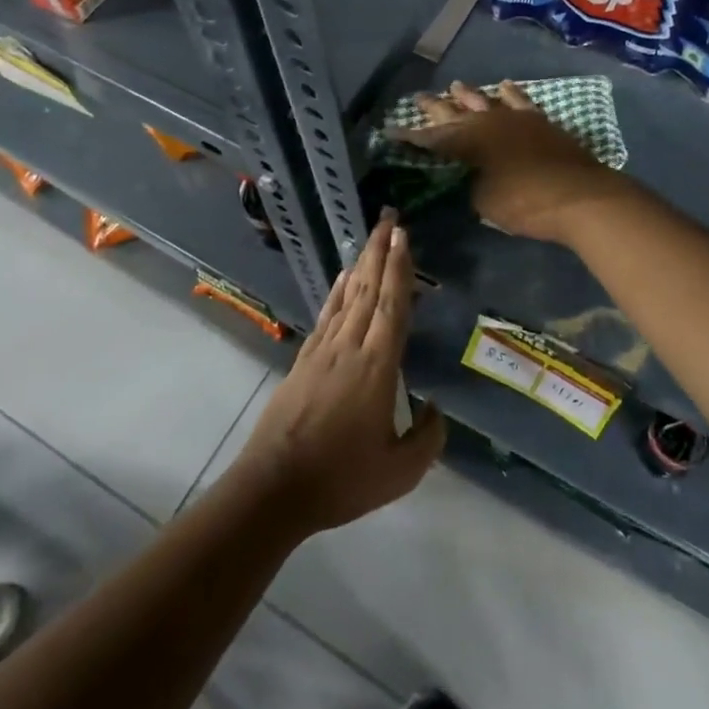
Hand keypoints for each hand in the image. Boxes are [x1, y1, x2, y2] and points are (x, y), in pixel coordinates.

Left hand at [234, 212, 444, 534]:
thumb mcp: (399, 472)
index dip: (400, 269)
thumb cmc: (341, 480)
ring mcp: (323, 352)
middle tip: (390, 220)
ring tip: (372, 239)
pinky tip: (343, 279)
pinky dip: (338, 292)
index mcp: (377, 367)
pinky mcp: (304, 362)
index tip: (404, 236)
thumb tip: (435, 409)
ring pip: (348, 298)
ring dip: (362, 265)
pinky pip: (327, 316)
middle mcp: (350, 348)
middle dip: (381, 252)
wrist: (274, 488)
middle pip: (369, 290)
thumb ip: (427, 439)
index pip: (393, 306)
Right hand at [391, 81, 632, 244]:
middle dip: (434, 107)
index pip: (431, 139)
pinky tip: (503, 86)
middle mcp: (487, 122)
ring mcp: (515, 118)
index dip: (410, 138)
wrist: (580, 196)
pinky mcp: (539, 121)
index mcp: (467, 143)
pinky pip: (520, 100)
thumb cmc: (525, 204)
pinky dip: (509, 93)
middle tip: (417, 98)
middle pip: (455, 112)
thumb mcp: (484, 202)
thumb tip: (468, 178)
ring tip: (455, 86)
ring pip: (485, 100)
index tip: (391, 132)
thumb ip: (470, 185)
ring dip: (468, 95)